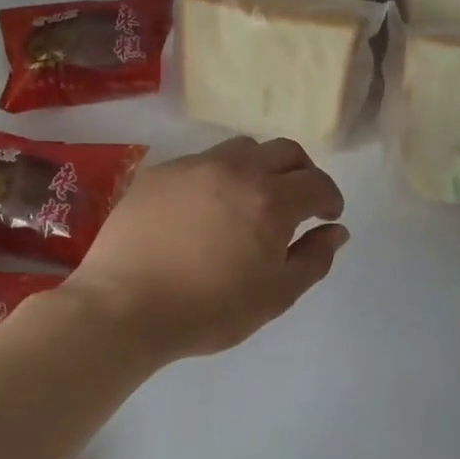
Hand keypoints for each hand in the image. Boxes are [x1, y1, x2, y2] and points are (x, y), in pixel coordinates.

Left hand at [64, 137, 347, 360]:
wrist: (123, 306)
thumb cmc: (208, 309)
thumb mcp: (275, 296)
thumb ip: (313, 259)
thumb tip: (336, 232)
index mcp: (271, 199)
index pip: (317, 182)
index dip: (330, 198)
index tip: (327, 216)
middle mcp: (235, 169)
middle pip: (284, 151)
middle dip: (301, 172)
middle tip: (298, 201)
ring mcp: (193, 166)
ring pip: (240, 149)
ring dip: (259, 167)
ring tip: (250, 200)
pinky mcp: (158, 173)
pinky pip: (200, 163)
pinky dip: (217, 177)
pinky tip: (203, 209)